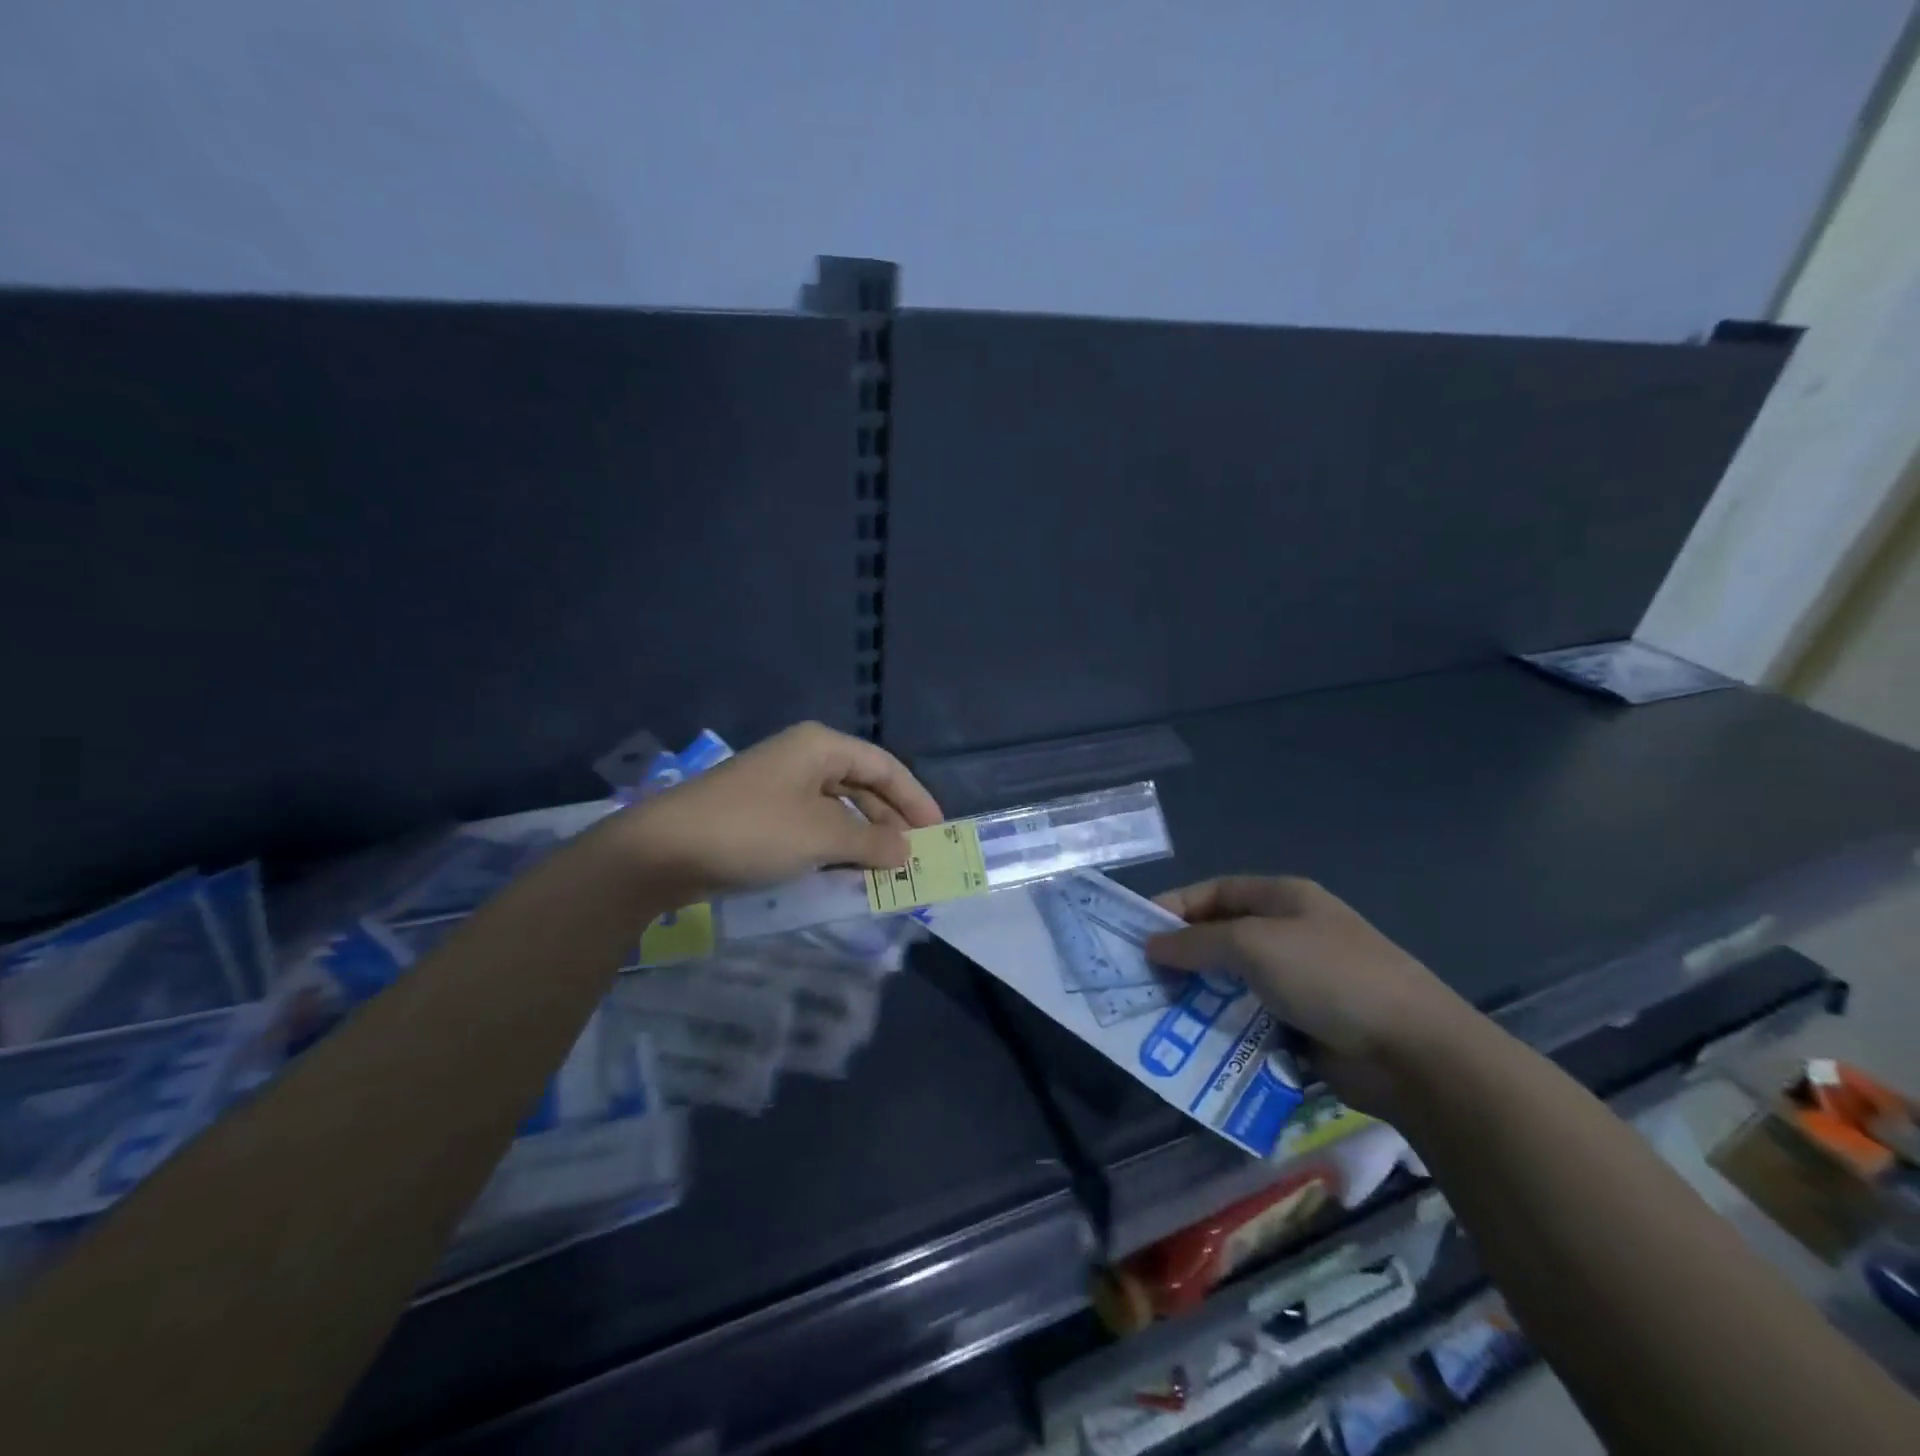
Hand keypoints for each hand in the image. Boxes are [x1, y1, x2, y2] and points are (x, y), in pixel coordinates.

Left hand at [603, 722, 942, 902]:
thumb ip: (872, 843)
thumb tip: (906, 851)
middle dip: (890, 822)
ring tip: (885, 872)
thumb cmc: (754, 830)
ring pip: (837, 809)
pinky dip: (833, 848)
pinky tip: (845, 874)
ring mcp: (779, 786)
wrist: (663, 851)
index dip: (916, 799)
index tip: (939, 832)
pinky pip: (812, 826)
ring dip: (863, 840)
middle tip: (915, 857)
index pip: (885, 767)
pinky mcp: (761, 814)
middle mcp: (803, 758)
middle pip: (862, 786)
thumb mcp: (822, 836)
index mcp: (821, 746)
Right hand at [1145, 876, 1482, 1116]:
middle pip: (1221, 937)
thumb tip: (1152, 945)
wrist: (1411, 1052)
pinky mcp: (1303, 1024)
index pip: (1214, 892)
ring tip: (1160, 1013)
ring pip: (1232, 982)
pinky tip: (1196, 1042)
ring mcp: (1298, 980)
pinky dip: (1224, 1027)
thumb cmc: (1328, 976)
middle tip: (1142, 978)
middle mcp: (1288, 933)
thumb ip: (1197, 942)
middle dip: (1182, 956)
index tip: (1136, 932)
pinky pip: (1250, 1018)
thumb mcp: (1253, 945)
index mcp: (1282, 899)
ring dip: (1199, 996)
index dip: (1174, 907)